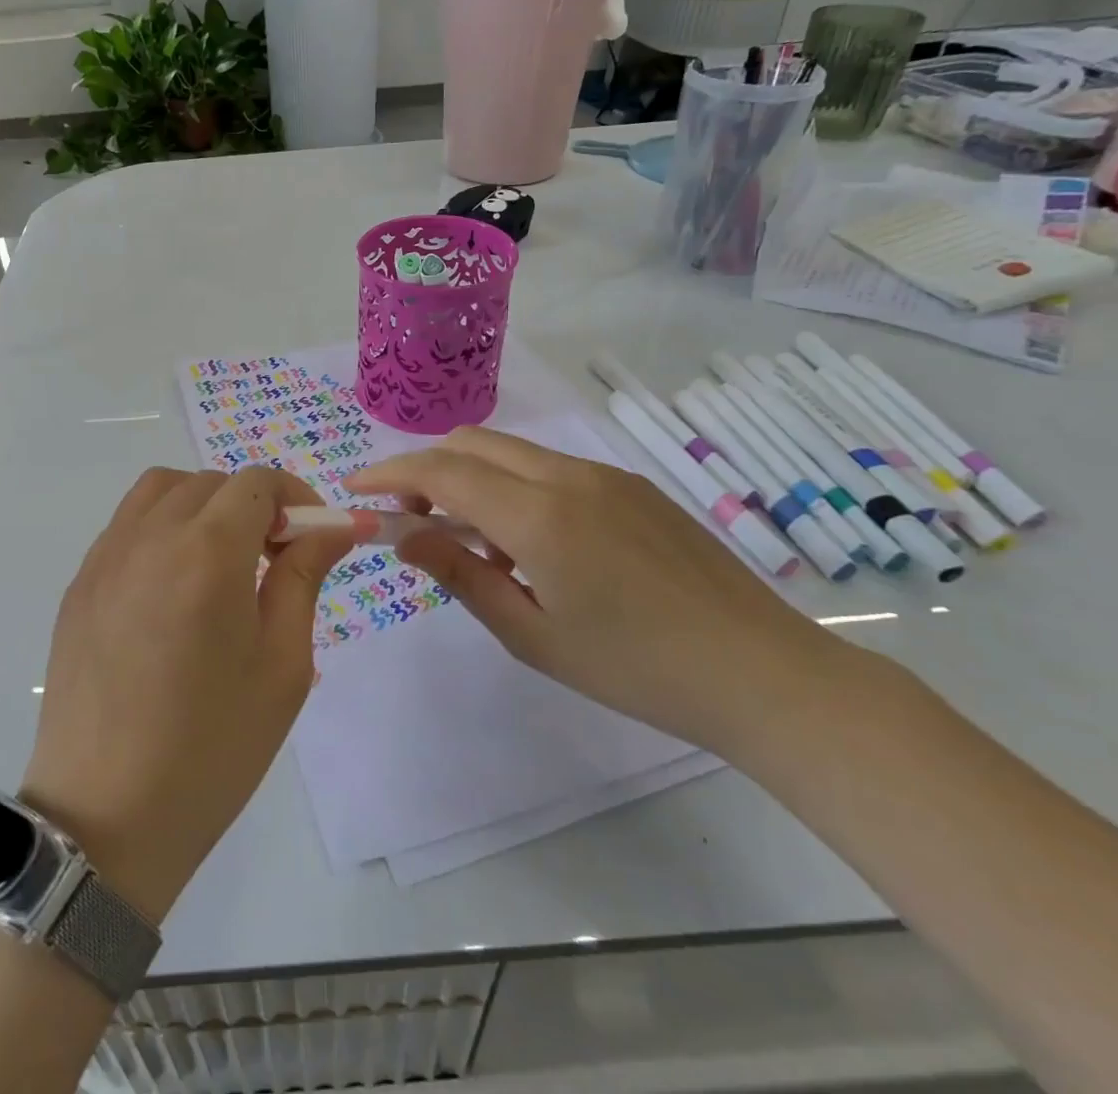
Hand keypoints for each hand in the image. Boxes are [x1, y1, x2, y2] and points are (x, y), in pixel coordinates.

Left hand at [20, 467, 353, 921]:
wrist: (105, 818)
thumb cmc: (212, 748)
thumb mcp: (282, 665)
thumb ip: (303, 577)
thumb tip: (335, 526)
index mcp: (208, 552)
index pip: (256, 483)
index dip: (295, 497)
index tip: (314, 536)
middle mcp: (150, 536)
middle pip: (211, 483)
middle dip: (253, 505)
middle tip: (274, 558)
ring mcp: (105, 557)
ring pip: (162, 490)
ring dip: (203, 505)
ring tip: (222, 561)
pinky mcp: (79, 584)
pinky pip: (126, 525)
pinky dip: (161, 527)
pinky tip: (173, 586)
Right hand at [345, 426, 846, 756]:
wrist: (763, 673)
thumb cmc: (636, 669)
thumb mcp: (532, 635)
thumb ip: (461, 575)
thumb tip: (402, 537)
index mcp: (539, 514)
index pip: (441, 472)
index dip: (389, 474)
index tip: (355, 490)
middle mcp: (567, 475)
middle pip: (471, 444)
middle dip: (425, 471)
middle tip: (408, 521)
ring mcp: (604, 475)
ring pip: (510, 452)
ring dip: (469, 478)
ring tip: (469, 542)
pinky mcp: (631, 486)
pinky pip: (549, 468)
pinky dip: (511, 485)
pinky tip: (527, 542)